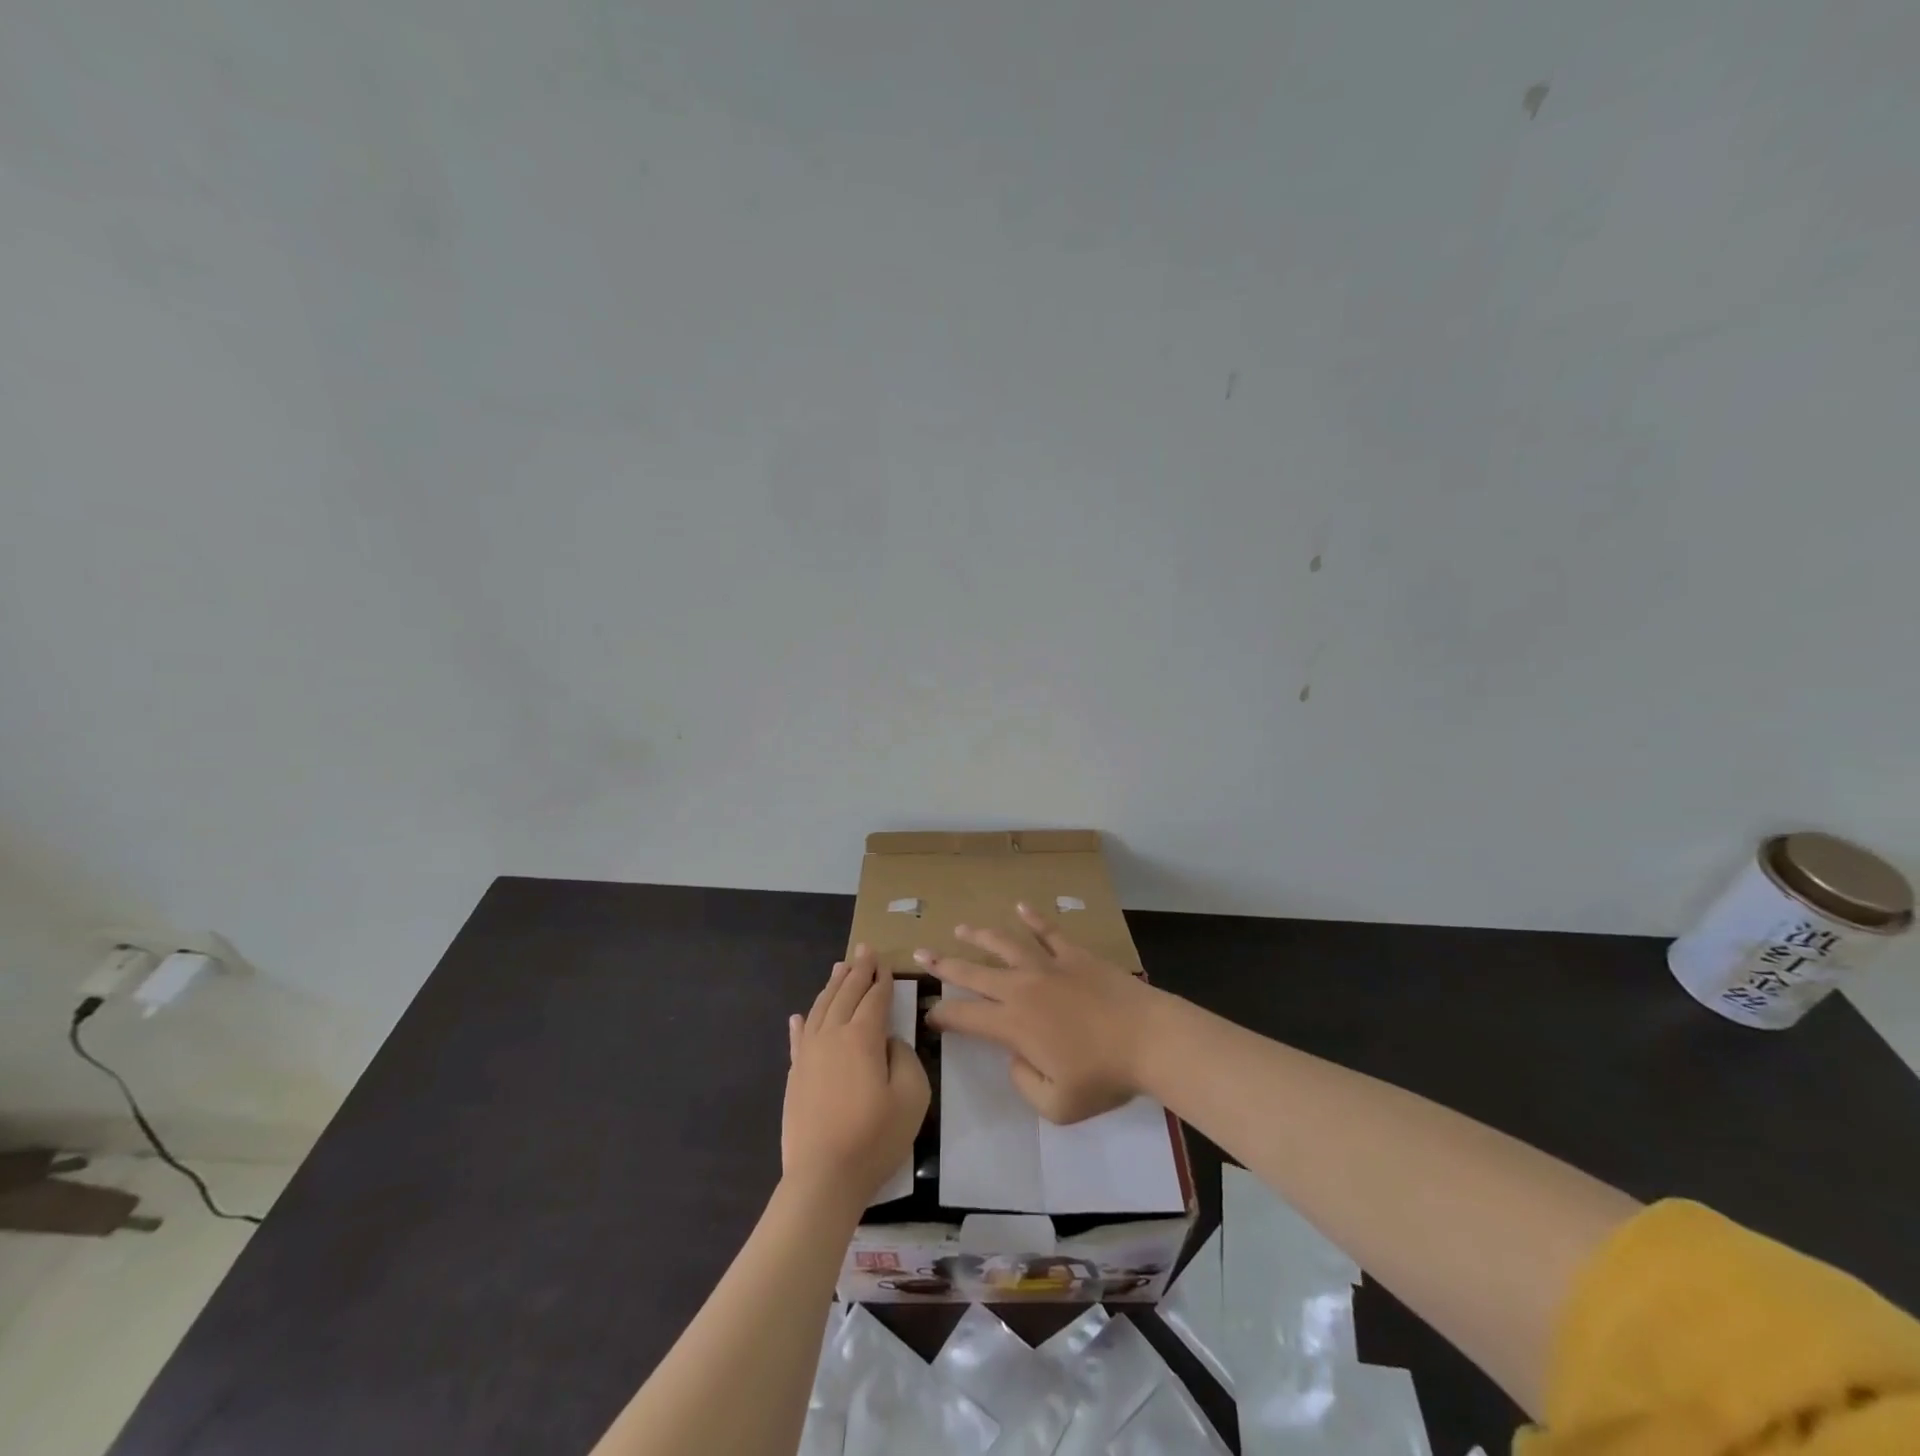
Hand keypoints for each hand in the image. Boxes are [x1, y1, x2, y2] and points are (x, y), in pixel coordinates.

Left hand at [782, 945, 929, 1205]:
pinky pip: (798, 1038)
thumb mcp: (912, 1096)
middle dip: (857, 970)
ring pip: (821, 1008)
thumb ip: (905, 1058)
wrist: (823, 1177)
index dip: (882, 979)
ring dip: (832, 986)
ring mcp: (808, 1054)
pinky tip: (800, 1015)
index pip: (874, 998)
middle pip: (845, 994)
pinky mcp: (794, 1075)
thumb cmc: (874, 1137)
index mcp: (862, 1037)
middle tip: (864, 950)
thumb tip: (888, 1042)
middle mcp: (832, 1035)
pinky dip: (802, 1022)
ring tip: (839, 968)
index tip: (884, 962)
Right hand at [917, 903, 1165, 1123]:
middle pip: (974, 973)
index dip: (942, 1014)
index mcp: (1013, 1024)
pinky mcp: (1075, 955)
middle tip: (921, 954)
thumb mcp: (1057, 1105)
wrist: (1148, 1039)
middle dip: (944, 964)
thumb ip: (1024, 1083)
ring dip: (980, 936)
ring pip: (1005, 945)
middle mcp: (1022, 988)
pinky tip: (1021, 906)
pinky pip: (1049, 932)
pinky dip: (1034, 918)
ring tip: (961, 928)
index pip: (965, 1016)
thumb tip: (1015, 1058)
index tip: (929, 1012)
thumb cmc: (1103, 1076)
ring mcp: (1048, 966)